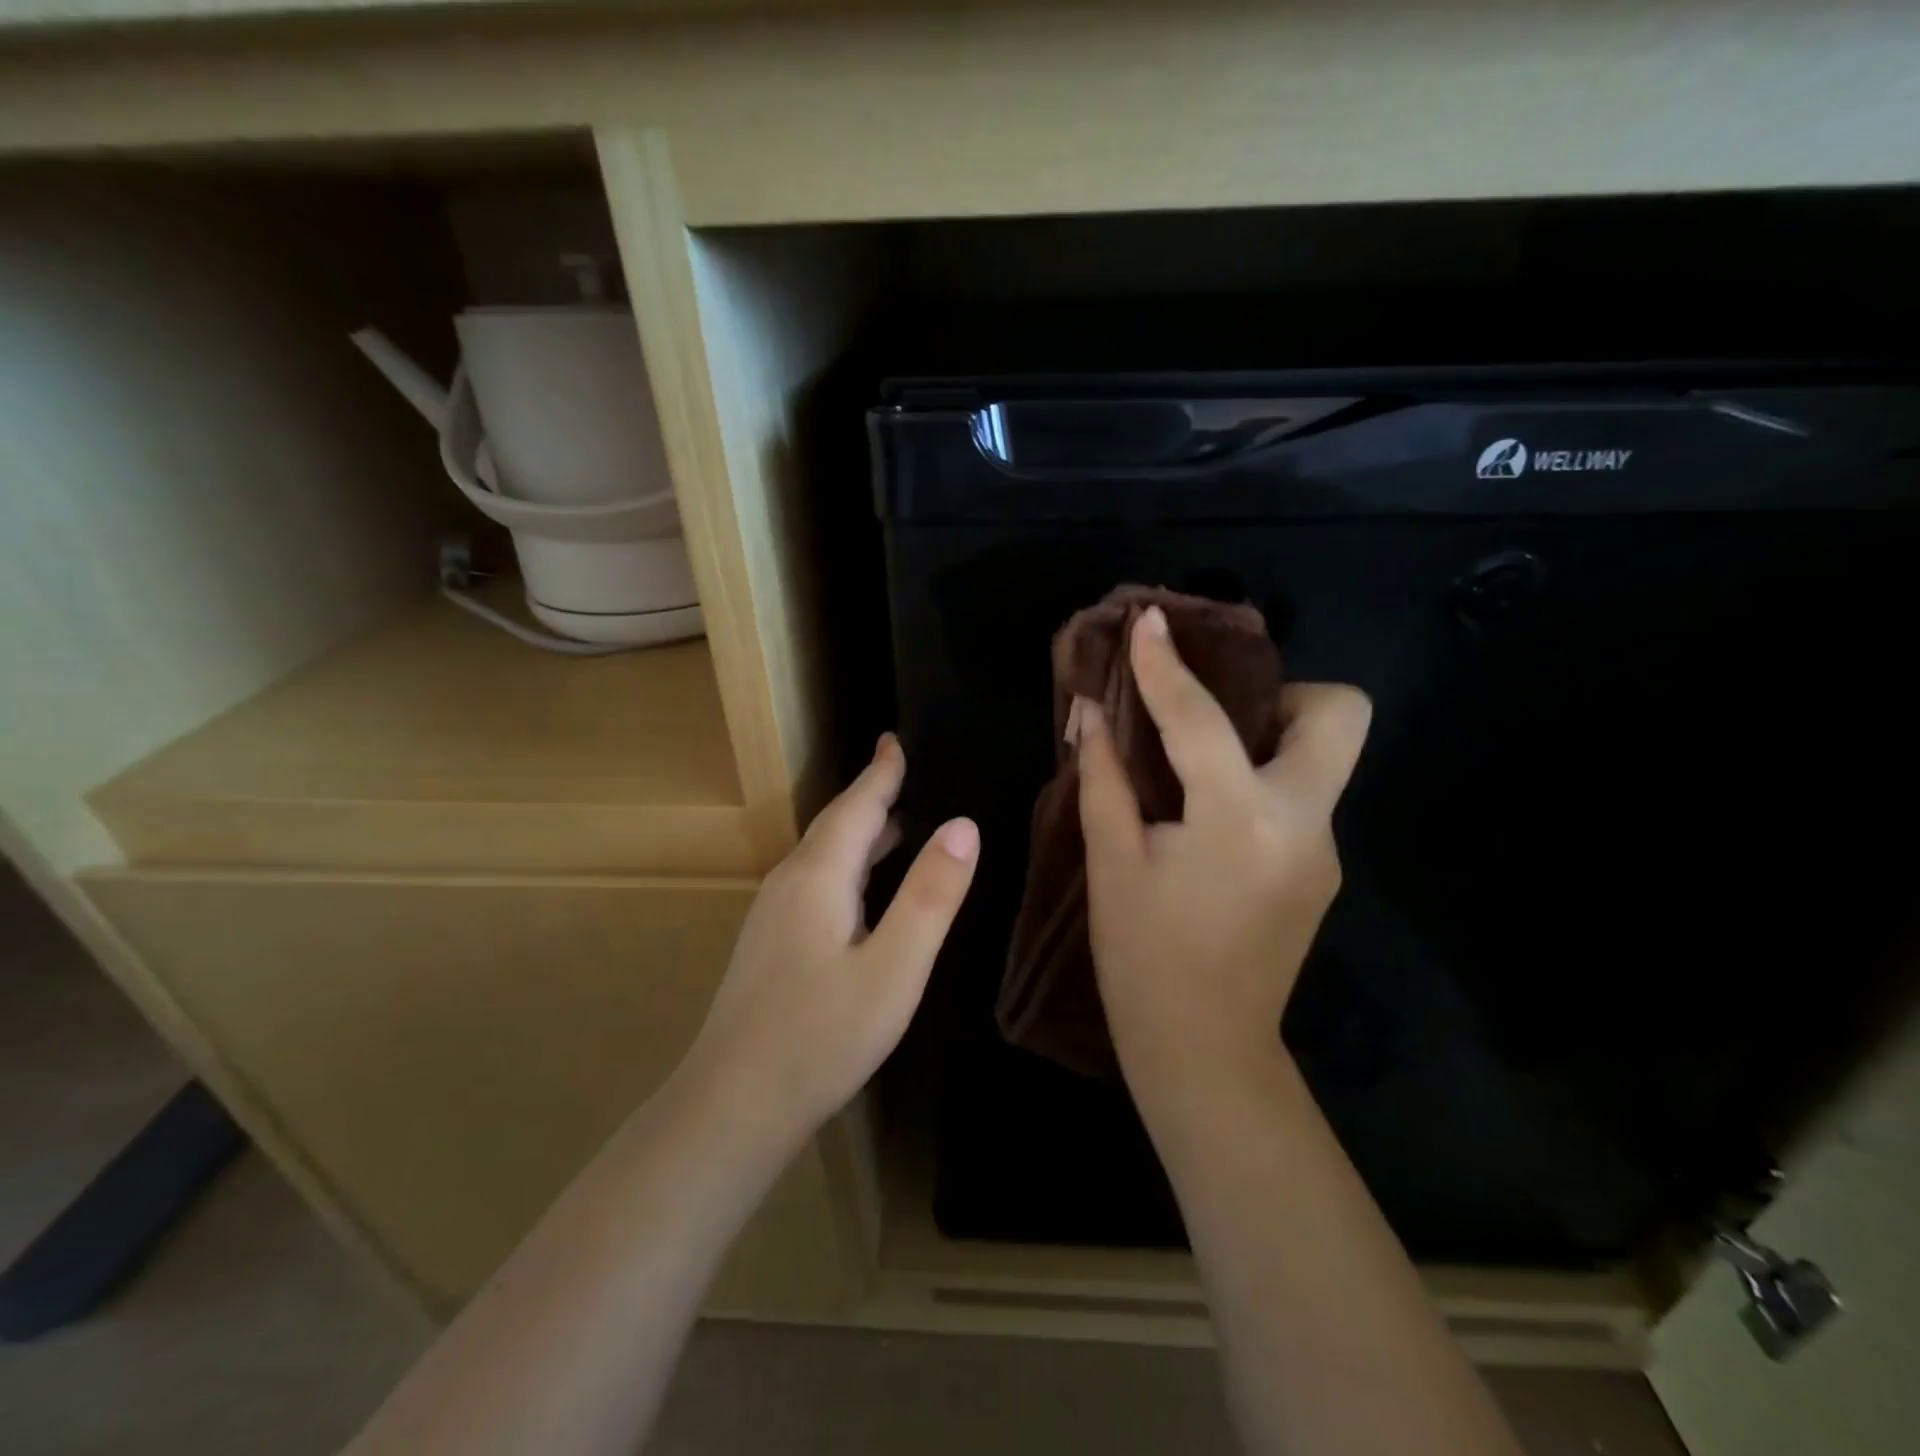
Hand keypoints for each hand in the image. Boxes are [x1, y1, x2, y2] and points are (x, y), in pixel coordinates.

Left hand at [683, 734, 978, 1149]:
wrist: (733, 1105)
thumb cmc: (821, 1036)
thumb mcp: (894, 967)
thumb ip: (930, 895)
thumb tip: (963, 825)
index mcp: (819, 876)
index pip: (856, 806)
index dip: (881, 772)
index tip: (896, 738)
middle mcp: (790, 883)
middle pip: (837, 826)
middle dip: (873, 797)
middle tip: (908, 773)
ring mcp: (774, 915)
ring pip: (825, 856)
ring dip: (862, 834)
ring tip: (901, 824)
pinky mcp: (772, 944)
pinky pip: (818, 883)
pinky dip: (850, 866)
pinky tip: (867, 889)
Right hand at [1077, 606, 1370, 1096]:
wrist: (1205, 1050)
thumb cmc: (1142, 958)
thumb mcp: (1111, 862)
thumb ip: (1103, 777)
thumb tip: (1089, 713)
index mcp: (1238, 820)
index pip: (1200, 719)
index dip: (1165, 665)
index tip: (1149, 622)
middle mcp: (1302, 823)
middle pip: (1339, 714)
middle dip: (1283, 692)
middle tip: (1218, 713)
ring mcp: (1324, 848)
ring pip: (1323, 756)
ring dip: (1268, 738)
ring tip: (1202, 764)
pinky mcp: (1322, 870)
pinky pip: (1301, 797)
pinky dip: (1260, 783)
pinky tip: (1210, 817)